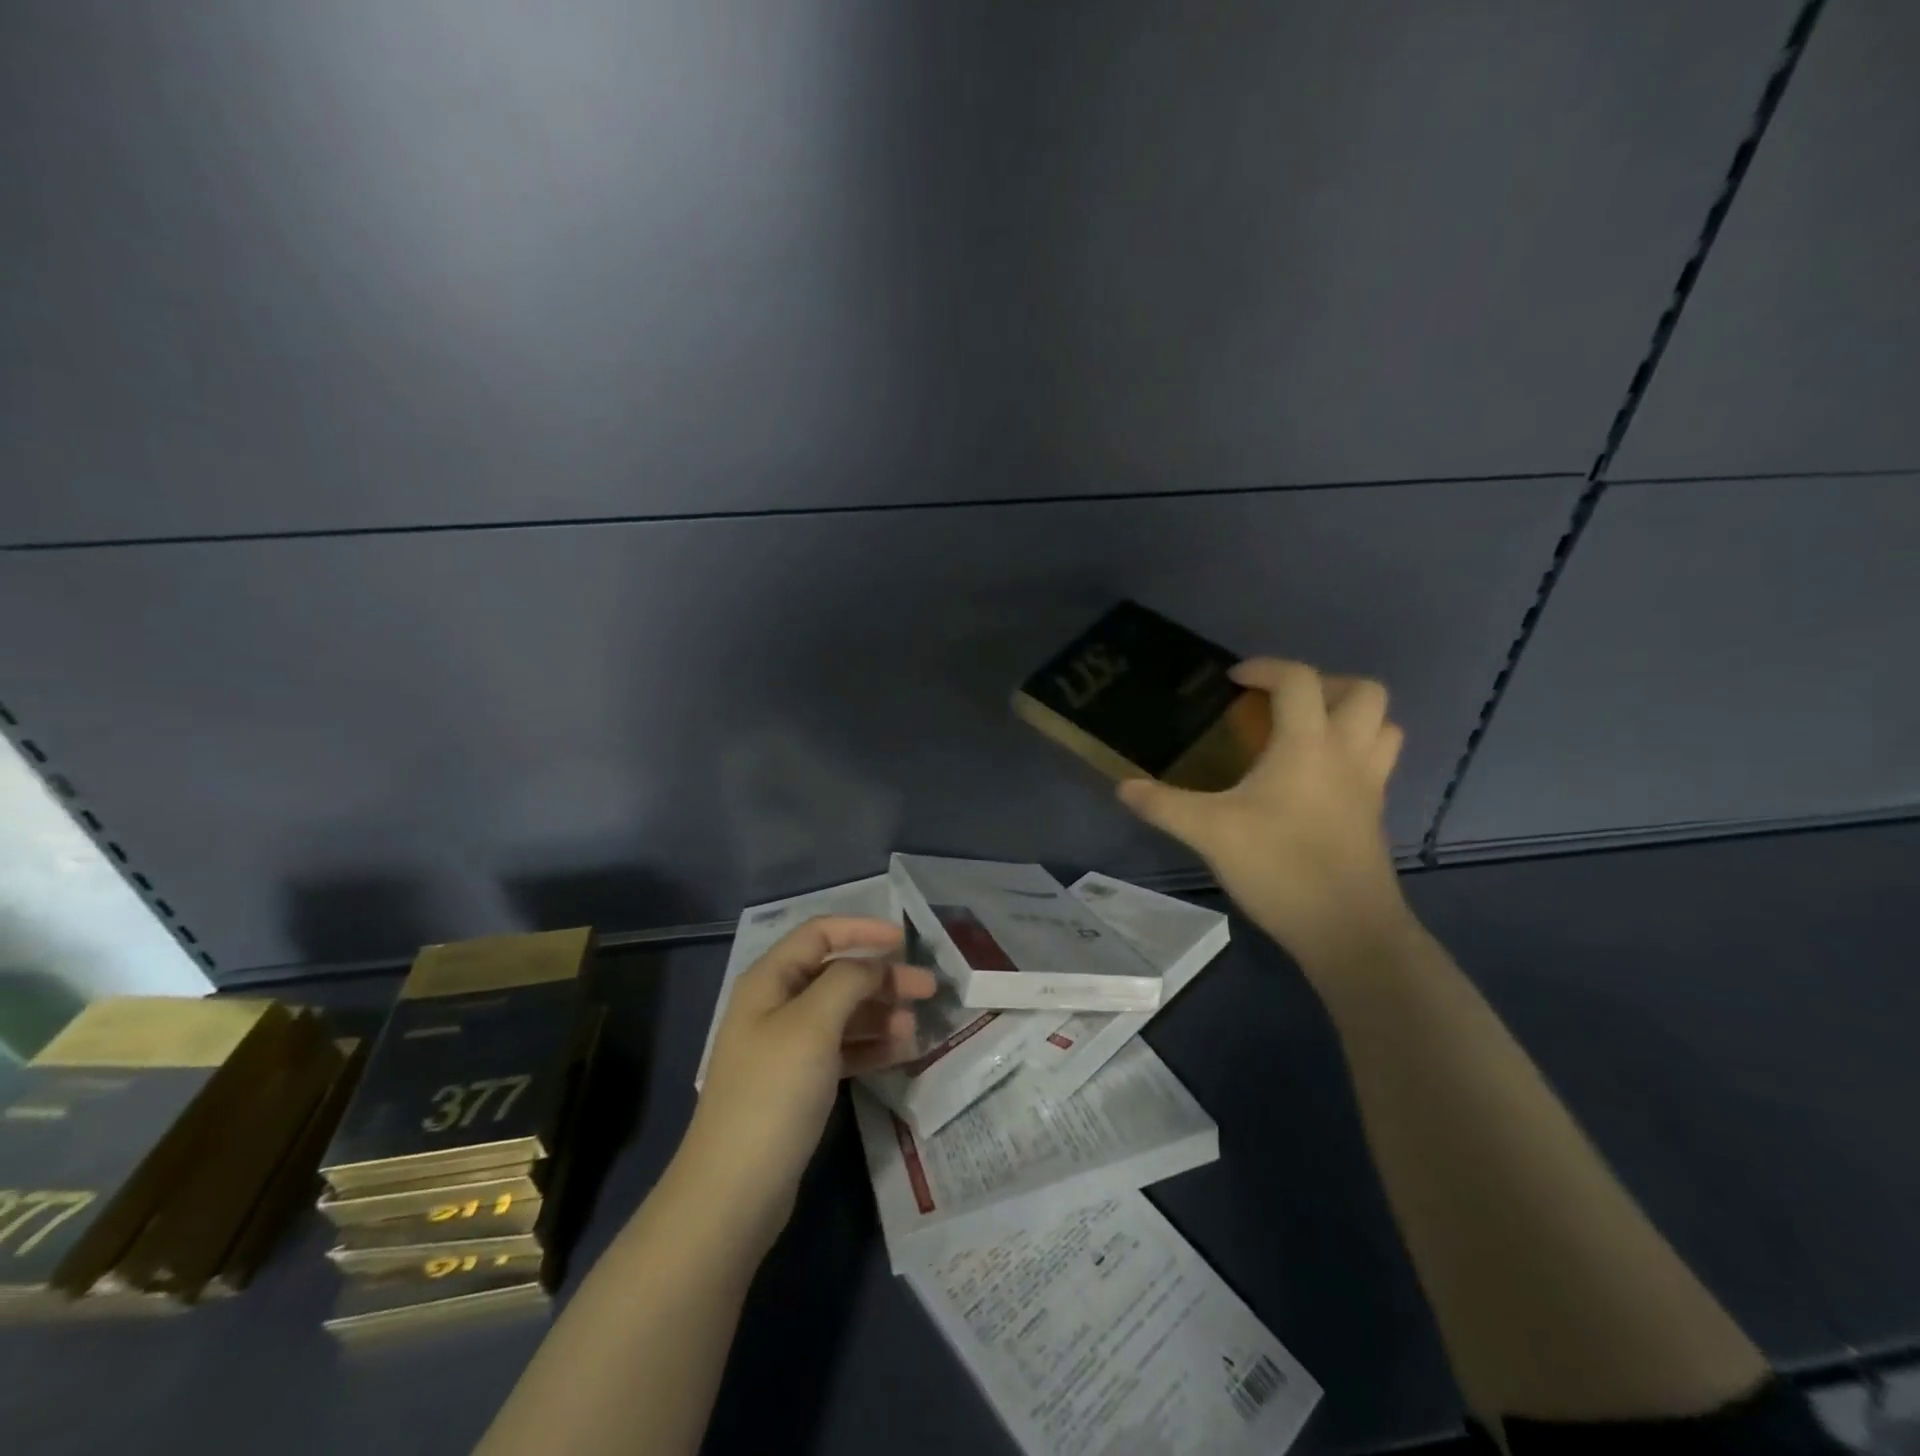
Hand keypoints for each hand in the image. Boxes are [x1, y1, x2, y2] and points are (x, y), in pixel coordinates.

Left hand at [679, 916, 936, 1251]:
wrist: (735, 1190)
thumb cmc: (773, 1092)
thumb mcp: (812, 1024)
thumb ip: (848, 981)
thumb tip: (874, 964)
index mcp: (770, 980)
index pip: (819, 933)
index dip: (862, 930)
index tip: (904, 941)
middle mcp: (776, 1005)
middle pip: (836, 974)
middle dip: (881, 977)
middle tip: (927, 988)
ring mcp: (787, 1046)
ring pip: (843, 1013)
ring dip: (880, 1012)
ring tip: (916, 1026)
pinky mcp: (799, 1082)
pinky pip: (842, 1049)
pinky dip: (871, 1045)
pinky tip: (901, 1051)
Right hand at [1118, 658, 1411, 972]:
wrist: (1347, 930)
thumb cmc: (1280, 867)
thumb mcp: (1209, 832)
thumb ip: (1163, 804)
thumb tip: (1123, 787)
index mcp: (1309, 745)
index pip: (1299, 679)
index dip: (1265, 668)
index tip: (1233, 681)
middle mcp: (1348, 754)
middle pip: (1363, 691)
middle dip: (1323, 683)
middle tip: (1282, 705)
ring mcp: (1370, 785)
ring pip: (1382, 726)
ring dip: (1349, 716)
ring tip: (1305, 733)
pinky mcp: (1374, 814)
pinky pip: (1377, 762)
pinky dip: (1352, 752)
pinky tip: (1313, 781)